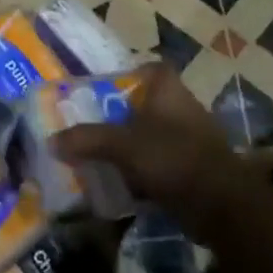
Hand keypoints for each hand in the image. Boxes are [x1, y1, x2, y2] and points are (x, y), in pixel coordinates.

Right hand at [50, 64, 260, 241]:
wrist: (220, 204)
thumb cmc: (172, 157)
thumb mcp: (122, 145)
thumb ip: (87, 139)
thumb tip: (52, 141)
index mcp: (169, 91)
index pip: (151, 68)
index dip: (128, 73)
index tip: (102, 88)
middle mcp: (182, 108)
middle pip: (145, 104)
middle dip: (119, 115)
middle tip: (88, 125)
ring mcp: (189, 140)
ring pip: (151, 136)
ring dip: (129, 146)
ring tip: (97, 156)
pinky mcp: (192, 169)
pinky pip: (159, 163)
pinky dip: (141, 171)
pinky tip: (119, 183)